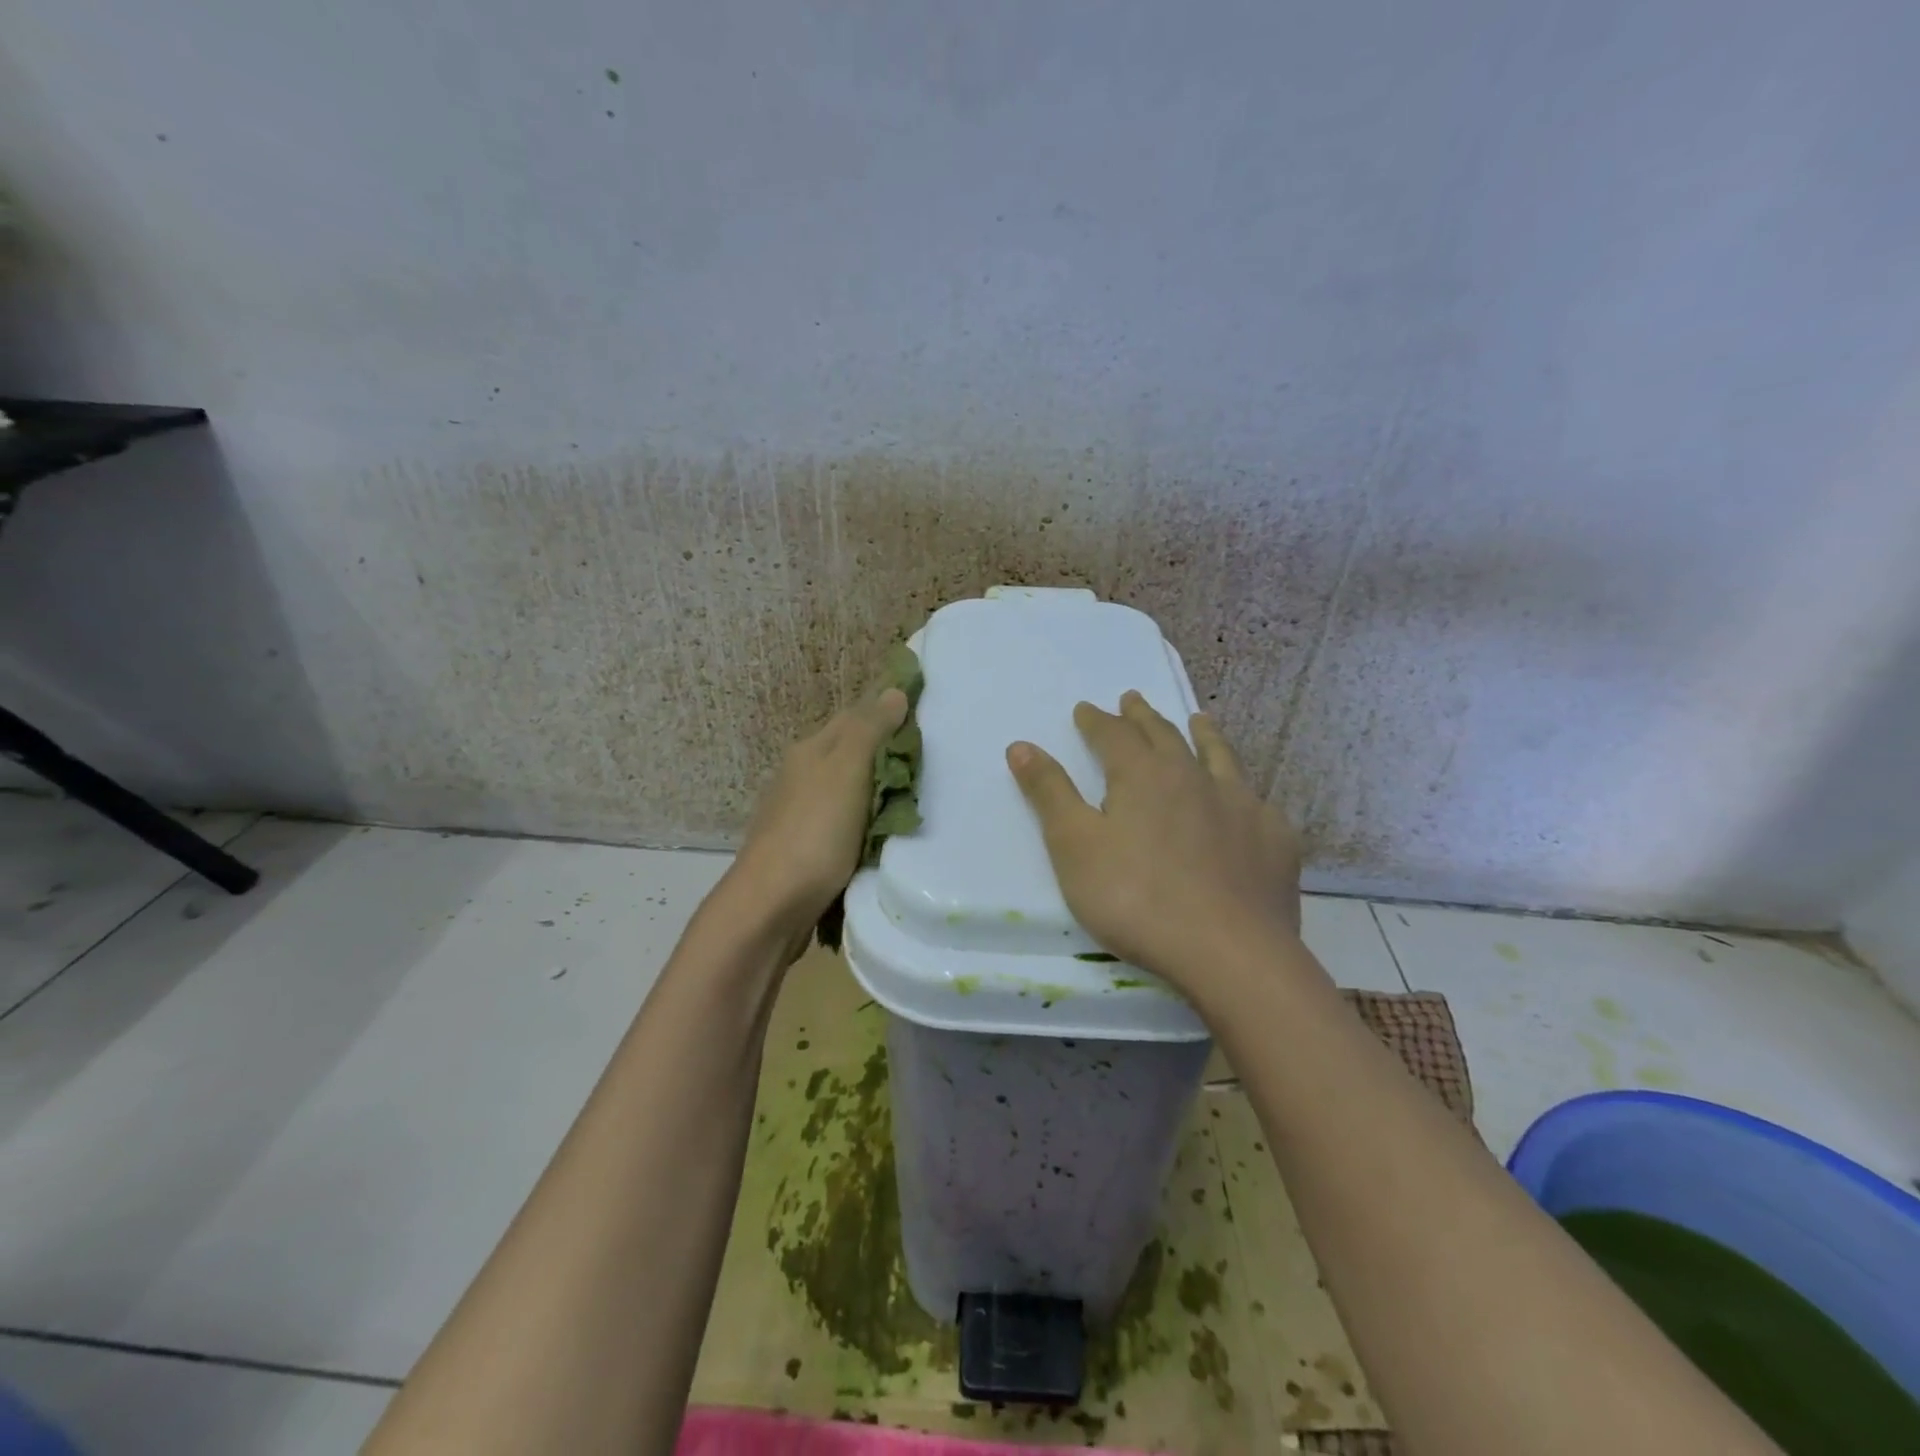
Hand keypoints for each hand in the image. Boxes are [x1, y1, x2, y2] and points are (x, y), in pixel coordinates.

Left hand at [728, 687, 909, 943]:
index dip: (888, 713)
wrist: (771, 905)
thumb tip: (893, 691)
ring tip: (916, 799)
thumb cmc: (814, 832)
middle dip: (887, 754)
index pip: (855, 716)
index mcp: (811, 750)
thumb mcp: (847, 771)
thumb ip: (870, 730)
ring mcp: (800, 813)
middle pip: (852, 753)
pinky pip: (844, 822)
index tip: (926, 718)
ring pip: (849, 790)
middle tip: (931, 764)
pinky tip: (884, 834)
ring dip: (878, 791)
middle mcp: (802, 775)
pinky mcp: (805, 848)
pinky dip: (866, 822)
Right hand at [1007, 691, 1302, 988]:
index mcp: (1143, 775)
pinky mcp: (1274, 839)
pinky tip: (1245, 799)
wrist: (1229, 952)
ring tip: (1199, 720)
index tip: (1085, 708)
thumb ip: (1049, 793)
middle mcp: (1194, 776)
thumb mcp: (1075, 846)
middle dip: (1142, 717)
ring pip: (1219, 757)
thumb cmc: (1135, 899)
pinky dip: (1243, 790)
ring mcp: (1241, 804)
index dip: (1096, 721)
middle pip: (1164, 735)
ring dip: (1204, 735)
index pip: (1113, 734)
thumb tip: (1021, 745)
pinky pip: (1257, 801)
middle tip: (1132, 699)